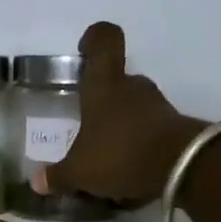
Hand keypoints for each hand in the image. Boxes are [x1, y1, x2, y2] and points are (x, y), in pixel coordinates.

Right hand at [39, 22, 206, 206]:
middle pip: (118, 79)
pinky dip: (138, 144)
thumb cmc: (121, 153)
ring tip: (107, 154)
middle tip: (87, 122)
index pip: (104, 41)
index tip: (84, 50)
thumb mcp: (80, 171)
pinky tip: (127, 171)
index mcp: (104, 85)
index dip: (94, 38)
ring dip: (122, 124)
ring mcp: (158, 106)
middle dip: (103, 98)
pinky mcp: (175, 128)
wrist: (183, 168)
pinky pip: (150, 130)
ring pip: (134, 106)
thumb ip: (58, 176)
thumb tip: (36, 182)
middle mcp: (132, 87)